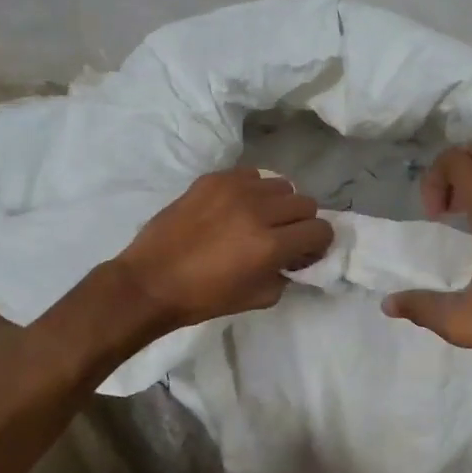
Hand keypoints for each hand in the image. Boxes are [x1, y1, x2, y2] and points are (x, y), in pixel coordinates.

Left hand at [113, 169, 332, 332]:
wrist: (150, 281)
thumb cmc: (204, 297)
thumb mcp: (258, 298)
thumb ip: (285, 275)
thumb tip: (295, 259)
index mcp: (271, 245)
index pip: (320, 230)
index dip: (318, 244)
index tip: (304, 252)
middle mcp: (259, 211)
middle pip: (306, 203)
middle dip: (301, 223)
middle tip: (283, 237)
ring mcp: (235, 189)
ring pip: (281, 185)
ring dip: (278, 204)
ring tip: (259, 219)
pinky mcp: (214, 179)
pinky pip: (251, 175)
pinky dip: (253, 190)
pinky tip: (236, 207)